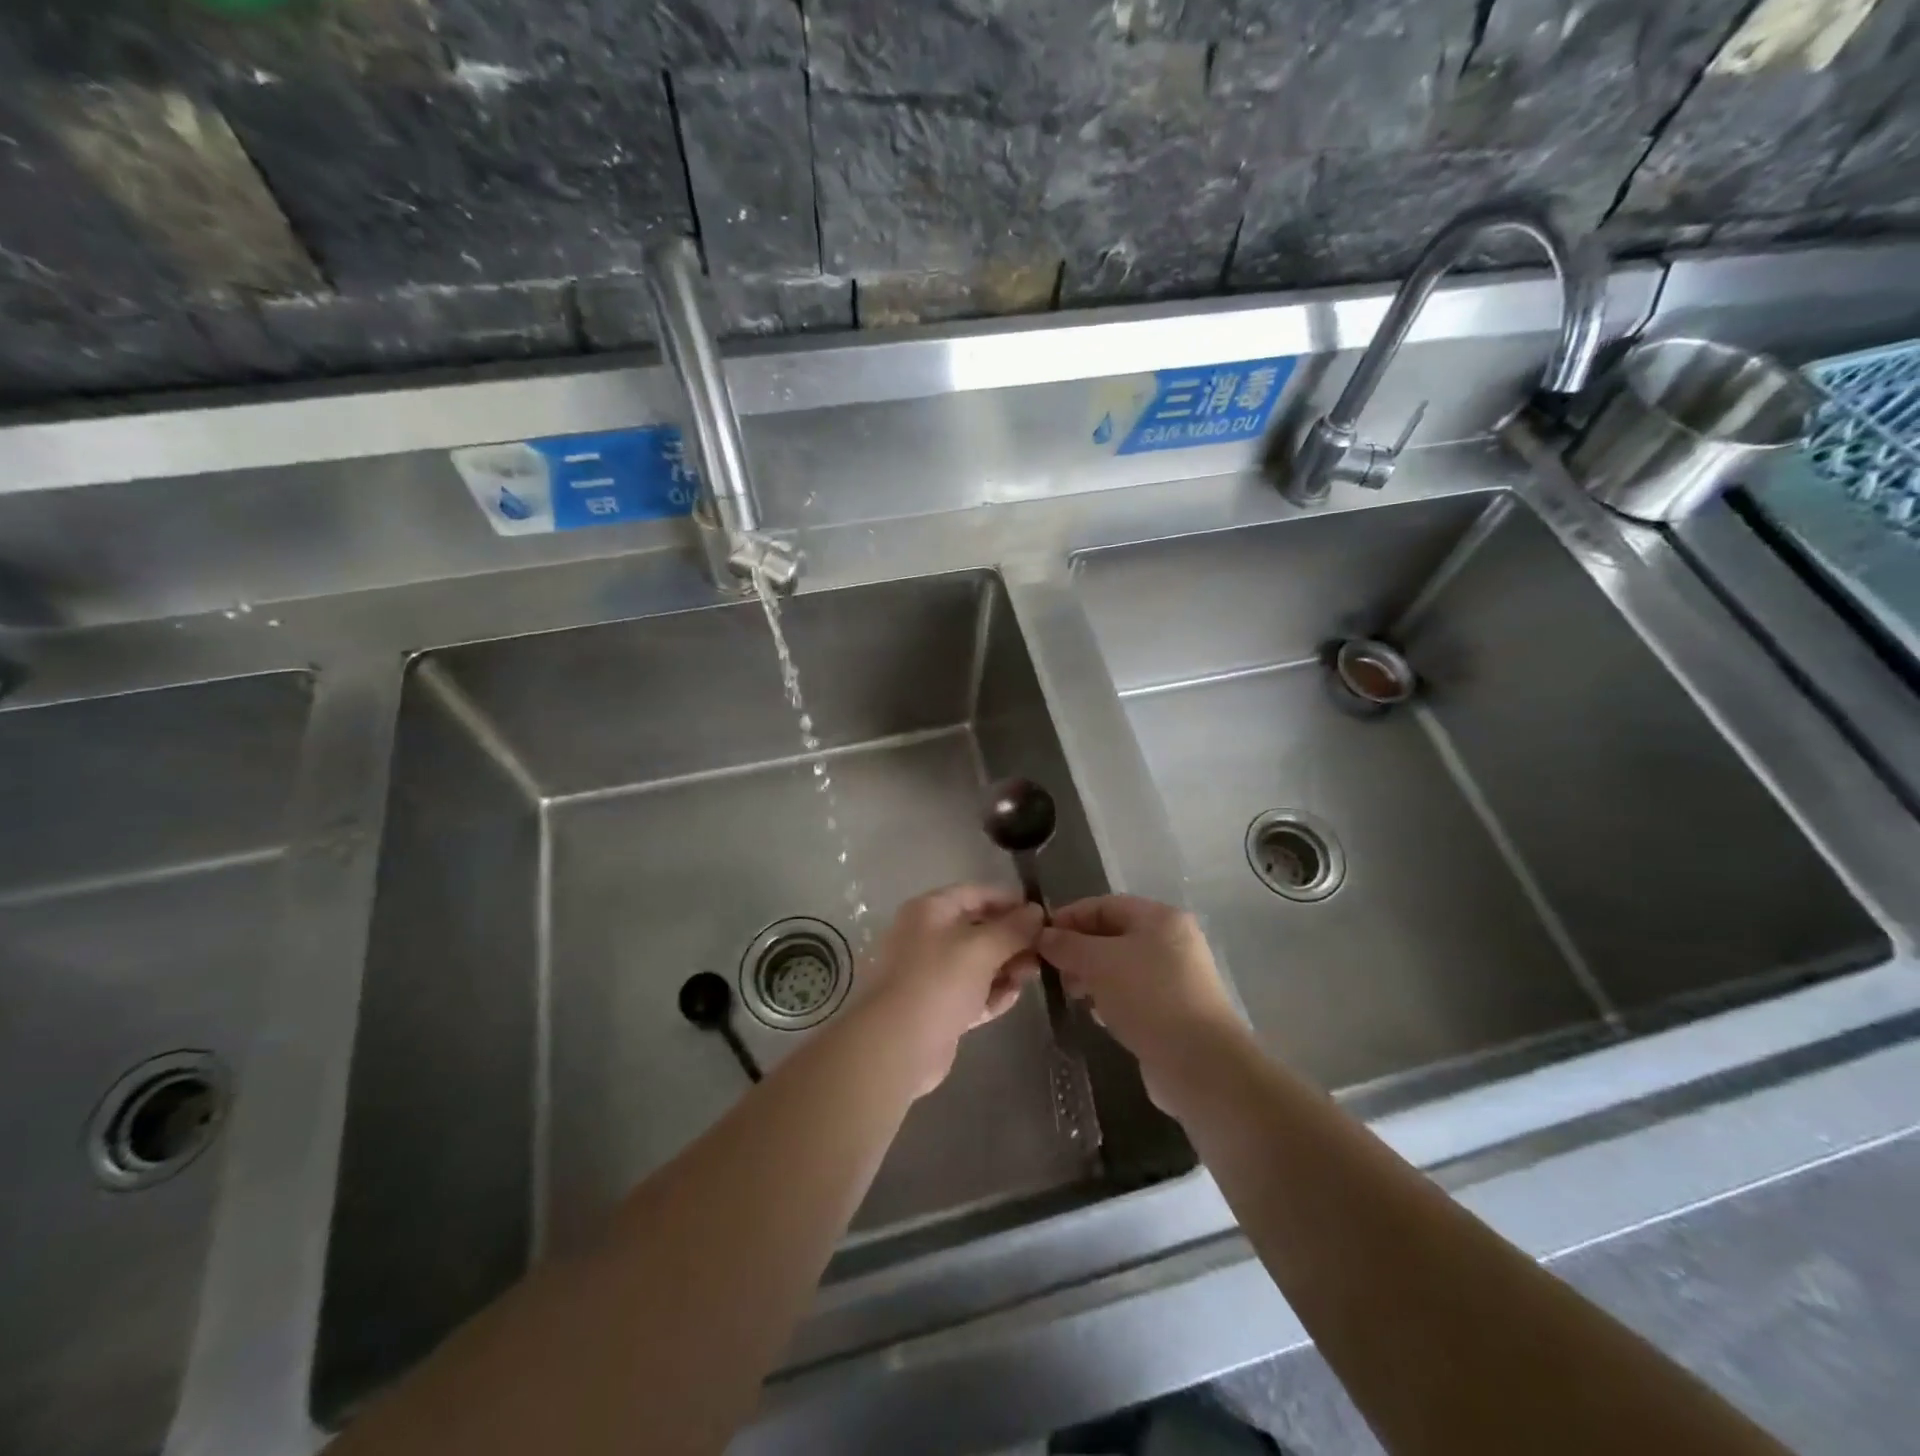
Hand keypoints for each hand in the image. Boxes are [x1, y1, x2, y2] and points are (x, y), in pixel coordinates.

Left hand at [860, 884, 1043, 1096]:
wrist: (897, 1045)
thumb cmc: (939, 981)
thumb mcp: (982, 948)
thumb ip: (1013, 928)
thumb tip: (1036, 912)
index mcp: (930, 911)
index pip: (976, 894)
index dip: (1009, 900)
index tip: (1041, 914)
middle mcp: (927, 936)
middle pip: (978, 929)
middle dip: (1012, 939)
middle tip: (1043, 950)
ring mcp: (930, 974)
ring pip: (977, 963)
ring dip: (1005, 967)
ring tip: (1032, 975)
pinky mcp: (937, 1007)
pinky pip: (971, 992)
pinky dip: (991, 993)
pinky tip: (1013, 998)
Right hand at [1037, 895, 1247, 1111]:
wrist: (1200, 1064)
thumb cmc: (1148, 997)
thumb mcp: (1099, 963)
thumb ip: (1067, 945)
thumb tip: (1043, 936)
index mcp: (1159, 917)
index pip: (1104, 905)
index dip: (1069, 917)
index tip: (1039, 938)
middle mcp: (1172, 941)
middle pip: (1112, 935)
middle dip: (1079, 950)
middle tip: (1053, 971)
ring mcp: (1177, 977)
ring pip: (1121, 967)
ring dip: (1092, 977)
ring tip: (1073, 995)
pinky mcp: (1175, 1010)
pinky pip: (1133, 994)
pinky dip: (1111, 999)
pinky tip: (1098, 1015)